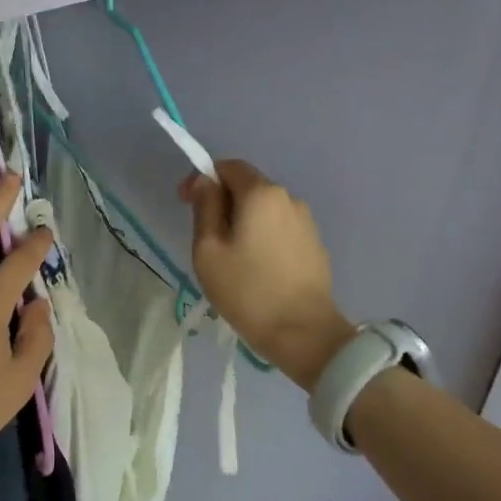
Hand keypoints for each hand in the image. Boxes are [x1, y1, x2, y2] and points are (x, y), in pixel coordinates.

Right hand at [179, 160, 355, 390]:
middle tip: (204, 235)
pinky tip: (255, 266)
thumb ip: (205, 207)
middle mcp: (288, 198)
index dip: (203, 179)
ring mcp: (306, 222)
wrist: (303, 334)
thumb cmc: (247, 290)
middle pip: (247, 186)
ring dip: (242, 220)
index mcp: (261, 193)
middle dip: (222, 201)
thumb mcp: (208, 248)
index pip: (228, 167)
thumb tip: (205, 181)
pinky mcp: (314, 245)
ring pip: (264, 209)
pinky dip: (262, 236)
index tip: (185, 203)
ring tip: (229, 255)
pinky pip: (279, 228)